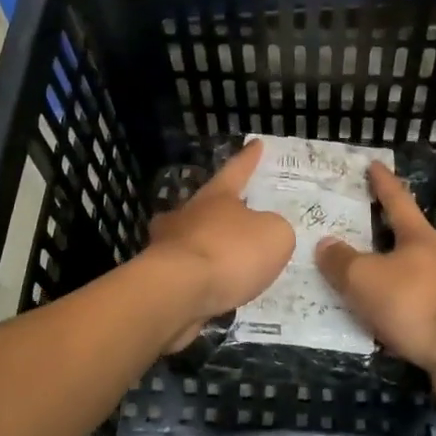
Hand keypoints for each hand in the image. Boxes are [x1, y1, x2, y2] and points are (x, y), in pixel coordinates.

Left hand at [143, 141, 294, 350]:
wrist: (177, 292)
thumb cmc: (229, 253)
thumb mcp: (274, 235)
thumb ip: (274, 228)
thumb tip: (264, 230)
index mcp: (217, 196)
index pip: (237, 170)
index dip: (249, 158)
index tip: (256, 143)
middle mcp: (189, 213)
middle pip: (206, 203)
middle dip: (220, 206)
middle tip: (236, 209)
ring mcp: (168, 244)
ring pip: (191, 236)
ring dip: (207, 242)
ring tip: (227, 256)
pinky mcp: (160, 276)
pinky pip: (188, 270)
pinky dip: (202, 275)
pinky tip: (216, 288)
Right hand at [315, 163, 435, 415]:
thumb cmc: (414, 300)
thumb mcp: (365, 276)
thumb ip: (341, 261)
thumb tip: (326, 245)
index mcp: (417, 237)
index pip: (396, 200)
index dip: (383, 182)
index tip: (374, 164)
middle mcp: (430, 262)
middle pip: (398, 241)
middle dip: (373, 235)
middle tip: (342, 229)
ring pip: (397, 282)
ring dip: (374, 282)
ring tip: (340, 283)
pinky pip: (399, 317)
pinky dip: (379, 318)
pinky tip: (358, 326)